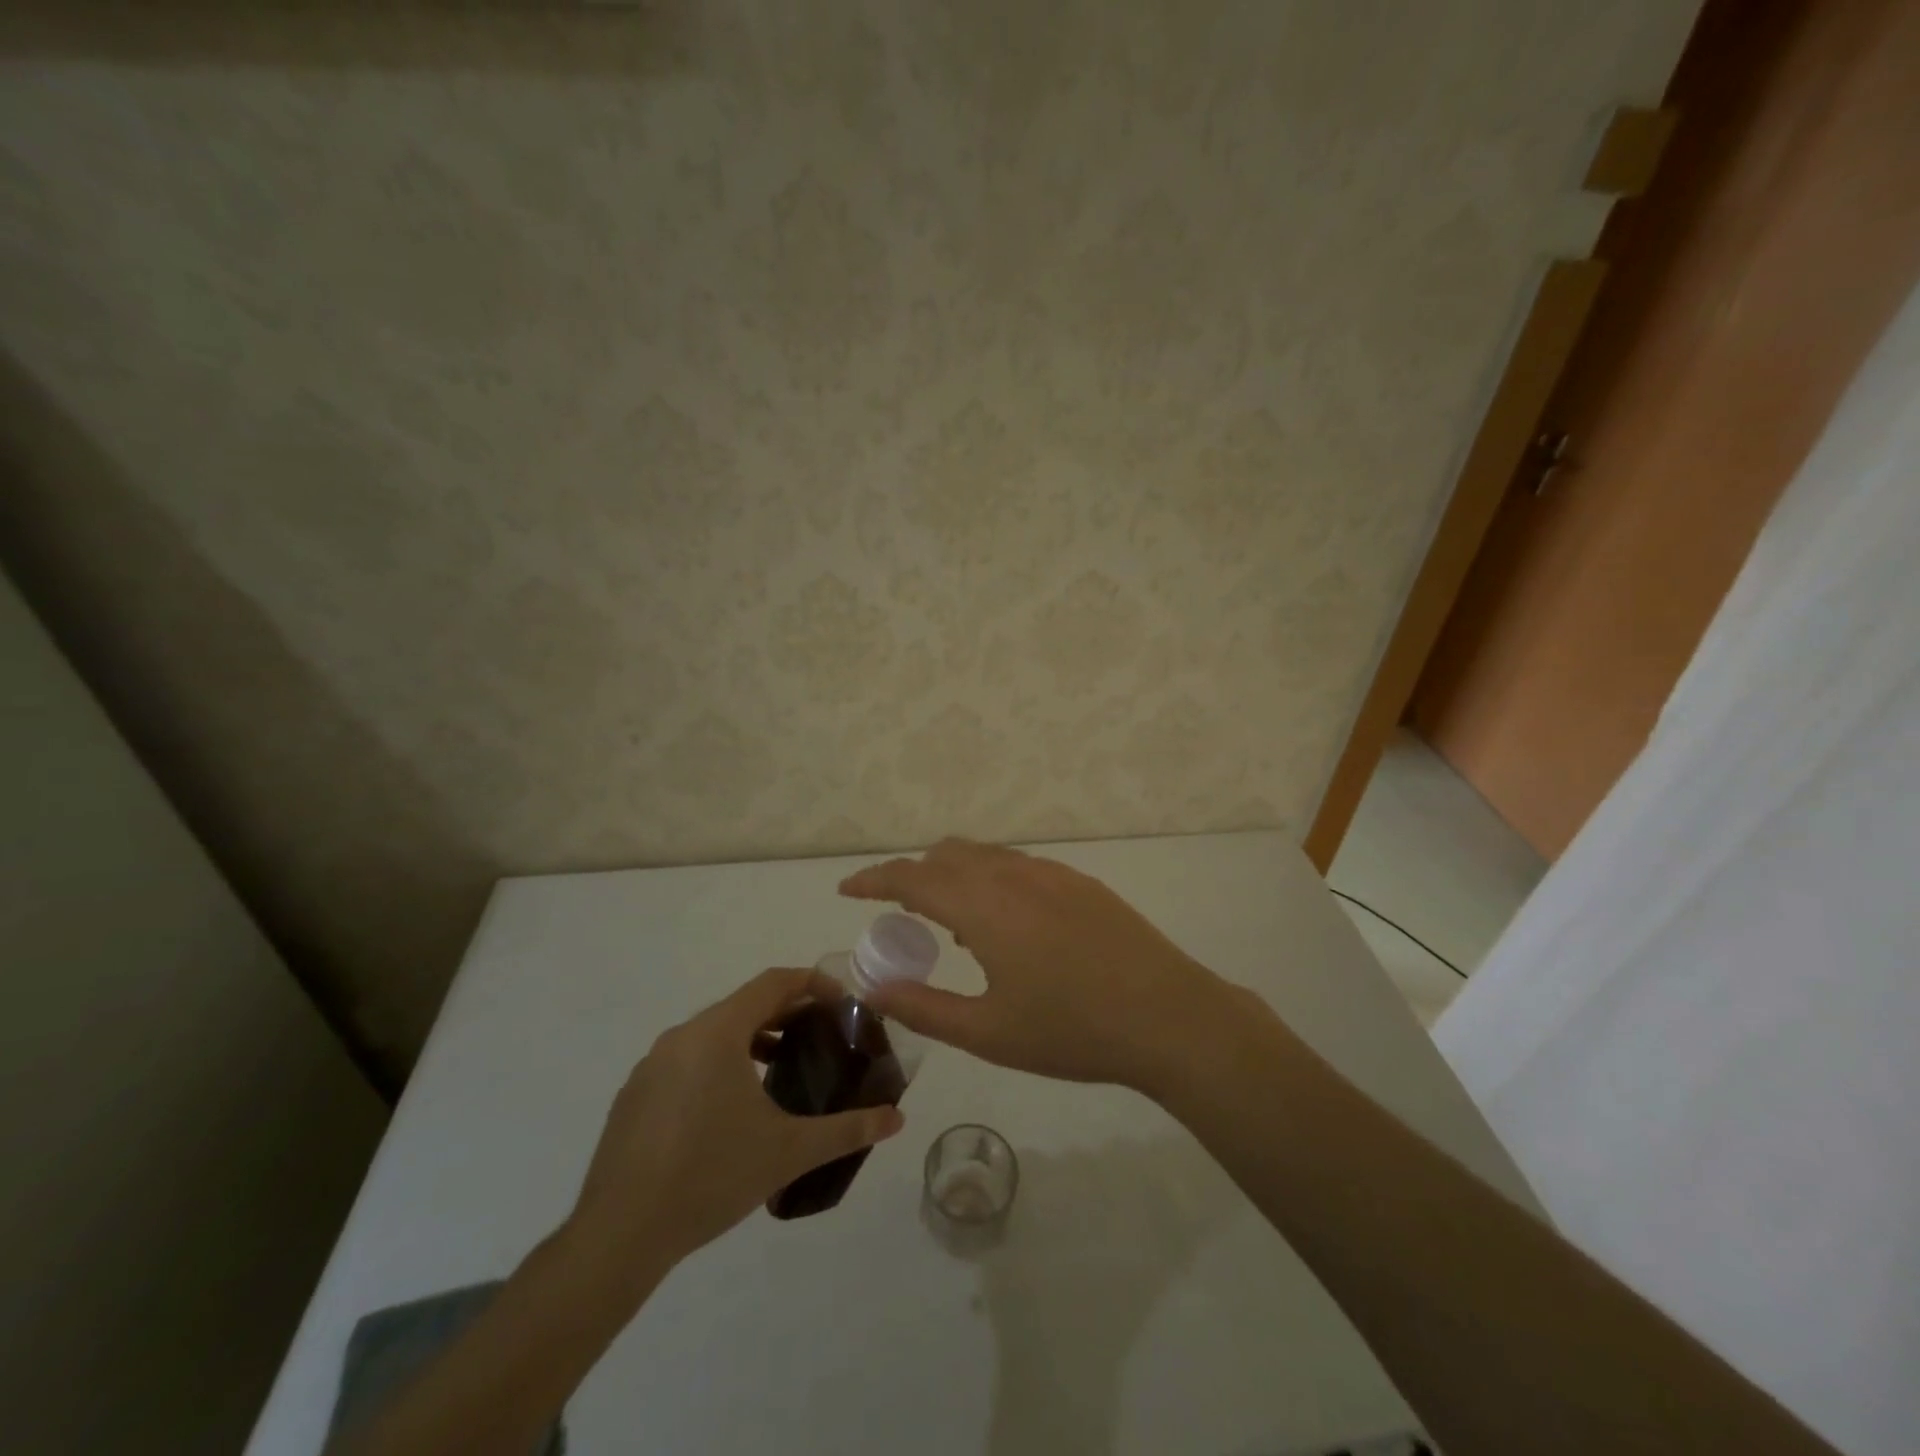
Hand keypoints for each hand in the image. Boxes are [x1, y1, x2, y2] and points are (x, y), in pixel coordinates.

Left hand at [568, 969, 904, 1274]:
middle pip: (745, 1003)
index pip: (774, 982)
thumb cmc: (710, 1176)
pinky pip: (688, 1058)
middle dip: (787, 1013)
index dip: (813, 983)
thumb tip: (897, 1119)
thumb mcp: (789, 1151)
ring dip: (753, 1038)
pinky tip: (732, 1108)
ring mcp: (652, 1064)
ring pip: (714, 1031)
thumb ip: (847, 1129)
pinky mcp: (635, 1094)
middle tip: (822, 1036)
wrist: (618, 1235)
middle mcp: (683, 1035)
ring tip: (783, 1068)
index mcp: (718, 1032)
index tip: (842, 1003)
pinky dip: (719, 1062)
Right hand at [840, 840, 1236, 1092]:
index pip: (911, 876)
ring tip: (952, 923)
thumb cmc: (1072, 1030)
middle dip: (913, 875)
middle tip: (900, 914)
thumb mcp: (989, 1032)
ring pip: (985, 855)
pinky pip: (1019, 866)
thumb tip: (874, 988)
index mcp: (984, 906)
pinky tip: (1007, 925)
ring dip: (955, 875)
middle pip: (946, 855)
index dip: (873, 879)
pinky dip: (992, 879)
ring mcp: (1052, 874)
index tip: (847, 890)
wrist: (1169, 1017)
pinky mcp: (1081, 883)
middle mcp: (1013, 875)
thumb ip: (924, 1007)